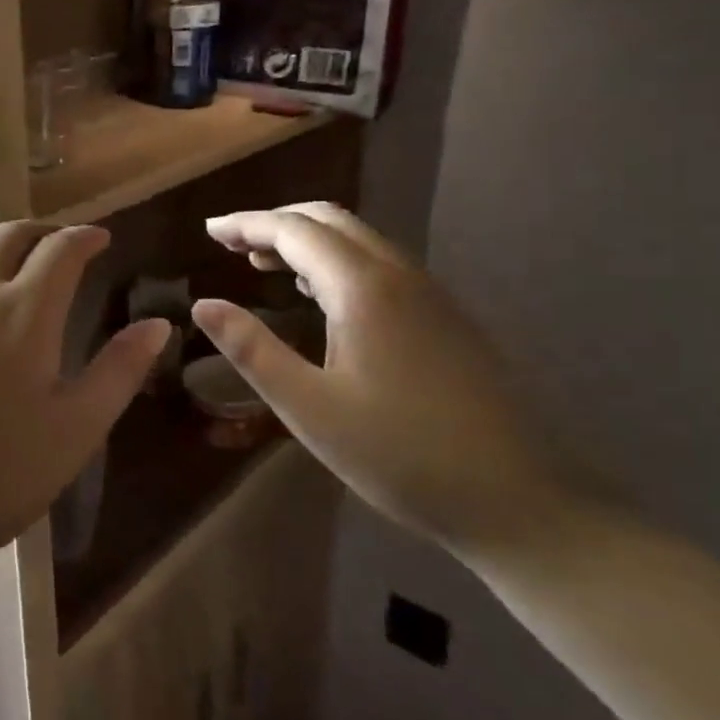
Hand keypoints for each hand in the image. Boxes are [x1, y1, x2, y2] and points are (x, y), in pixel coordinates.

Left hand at [0, 223, 170, 580]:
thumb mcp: (74, 431)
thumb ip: (119, 371)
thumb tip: (158, 324)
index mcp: (24, 312)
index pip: (61, 250)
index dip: (85, 237)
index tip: (100, 238)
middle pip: (8, 236)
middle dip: (40, 232)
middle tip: (58, 245)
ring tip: (6, 270)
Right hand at [192, 203, 565, 554]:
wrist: (517, 498)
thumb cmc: (399, 454)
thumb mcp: (309, 407)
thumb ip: (252, 350)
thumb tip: (203, 305)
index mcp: (363, 288)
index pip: (293, 230)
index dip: (246, 223)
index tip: (208, 231)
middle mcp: (399, 275)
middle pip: (329, 220)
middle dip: (275, 222)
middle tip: (230, 243)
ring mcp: (430, 294)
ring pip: (358, 241)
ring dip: (307, 241)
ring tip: (262, 263)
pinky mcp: (445, 318)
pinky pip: (379, 265)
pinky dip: (336, 262)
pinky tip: (319, 294)